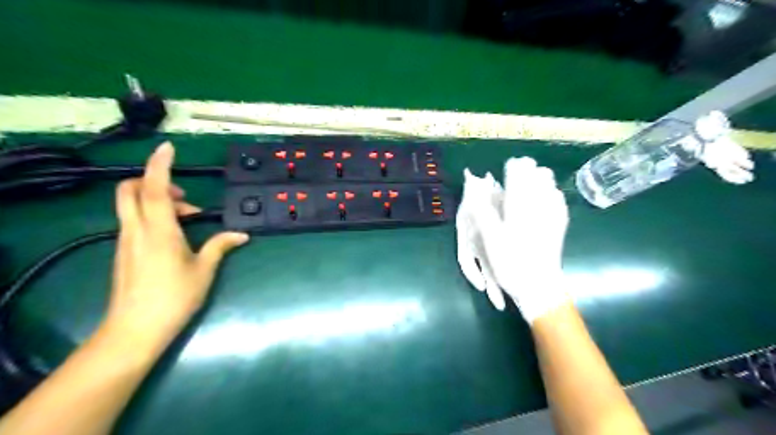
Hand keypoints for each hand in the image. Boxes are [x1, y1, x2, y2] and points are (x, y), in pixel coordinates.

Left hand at [106, 142, 248, 342]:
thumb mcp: (204, 270)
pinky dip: (153, 216)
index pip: (154, 188)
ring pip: (132, 204)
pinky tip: (175, 236)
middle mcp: (136, 229)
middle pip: (131, 190)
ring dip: (158, 201)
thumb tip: (241, 234)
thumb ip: (220, 246)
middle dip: (154, 181)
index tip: (168, 147)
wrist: (135, 330)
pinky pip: (135, 220)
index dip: (160, 165)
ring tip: (189, 219)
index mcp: (159, 230)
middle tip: (184, 196)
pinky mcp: (123, 251)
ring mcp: (126, 240)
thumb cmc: (174, 297)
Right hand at [456, 156, 567, 322]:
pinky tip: (543, 201)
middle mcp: (540, 204)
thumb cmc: (510, 262)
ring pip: (551, 184)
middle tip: (515, 178)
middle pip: (539, 173)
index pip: (519, 171)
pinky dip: (549, 193)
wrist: (539, 287)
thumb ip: (483, 208)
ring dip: (538, 180)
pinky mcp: (561, 224)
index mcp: (520, 204)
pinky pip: (558, 199)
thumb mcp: (490, 237)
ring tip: (527, 188)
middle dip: (527, 171)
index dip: (512, 167)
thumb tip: (474, 184)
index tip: (506, 170)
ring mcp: (554, 214)